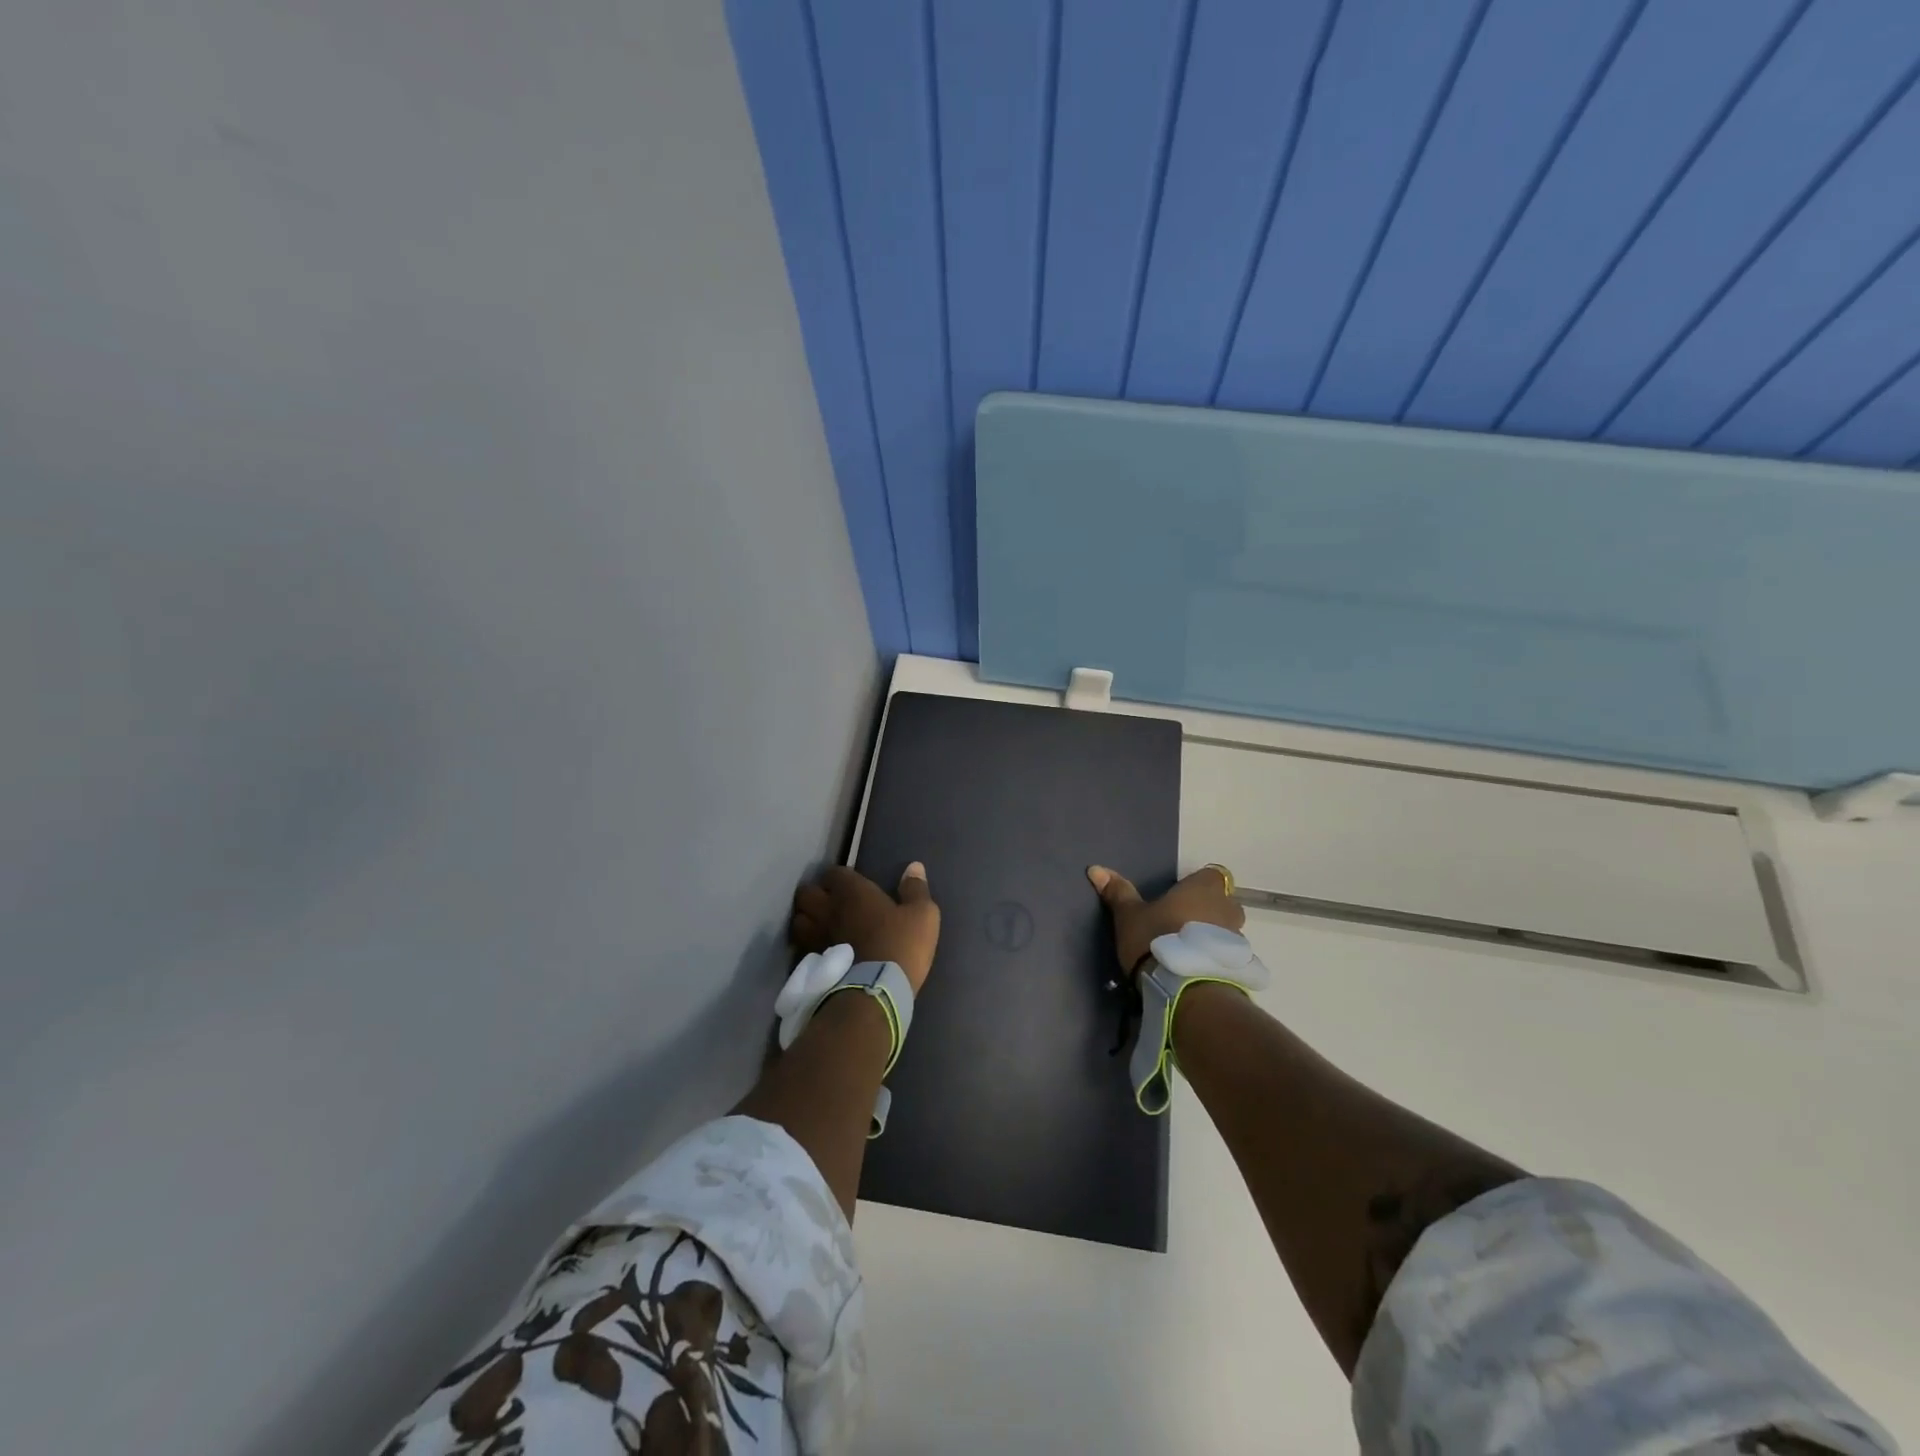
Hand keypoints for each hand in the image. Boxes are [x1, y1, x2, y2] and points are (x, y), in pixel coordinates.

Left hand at [791, 863, 940, 993]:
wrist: (874, 992)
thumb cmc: (900, 946)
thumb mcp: (922, 916)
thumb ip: (916, 889)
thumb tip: (914, 866)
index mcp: (852, 892)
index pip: (834, 872)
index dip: (841, 878)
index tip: (851, 886)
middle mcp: (827, 908)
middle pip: (806, 893)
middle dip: (815, 895)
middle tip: (829, 903)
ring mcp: (814, 936)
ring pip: (798, 919)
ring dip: (806, 920)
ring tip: (819, 927)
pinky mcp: (810, 963)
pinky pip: (801, 946)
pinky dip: (807, 945)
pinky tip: (819, 952)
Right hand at [1087, 863, 1243, 975]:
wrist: (1185, 990)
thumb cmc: (1156, 939)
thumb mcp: (1129, 916)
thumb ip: (1118, 892)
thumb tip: (1096, 869)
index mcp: (1203, 888)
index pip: (1212, 875)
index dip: (1197, 885)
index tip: (1179, 898)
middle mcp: (1227, 908)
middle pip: (1222, 902)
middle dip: (1207, 911)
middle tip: (1180, 925)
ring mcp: (1237, 938)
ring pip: (1226, 930)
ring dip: (1211, 936)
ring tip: (1185, 952)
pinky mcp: (1240, 966)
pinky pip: (1227, 955)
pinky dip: (1215, 958)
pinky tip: (1195, 971)